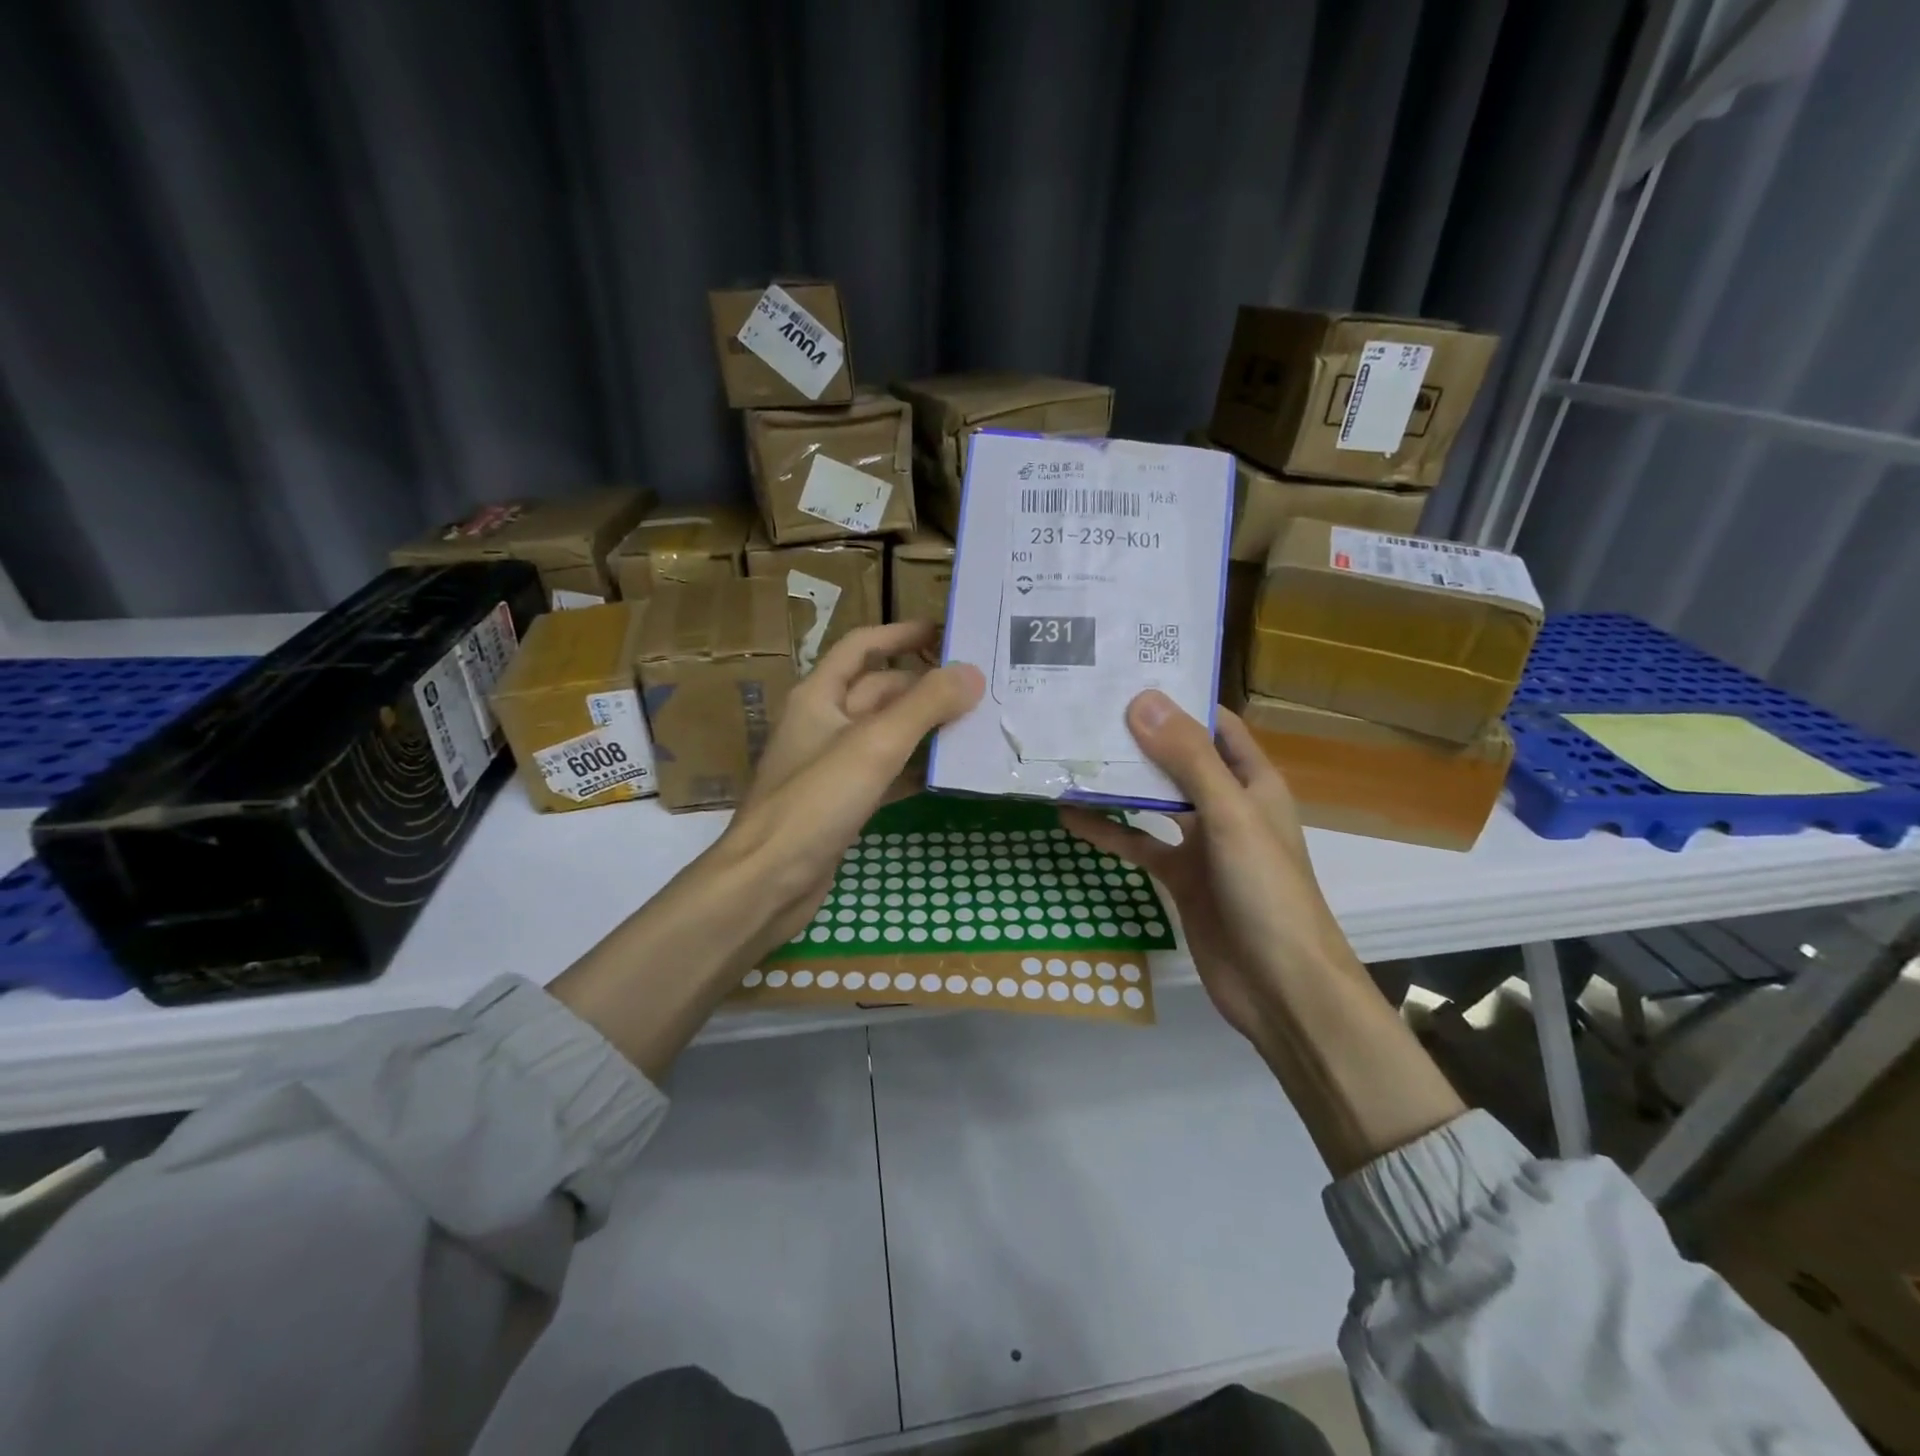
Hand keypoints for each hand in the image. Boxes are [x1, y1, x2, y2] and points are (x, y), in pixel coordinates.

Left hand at [728, 623, 983, 956]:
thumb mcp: (873, 745)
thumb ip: (924, 706)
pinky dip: (915, 767)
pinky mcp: (843, 802)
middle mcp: (823, 723)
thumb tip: (972, 672)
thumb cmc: (815, 803)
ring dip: (925, 727)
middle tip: (981, 687)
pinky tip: (950, 771)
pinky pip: (886, 772)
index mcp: (818, 696)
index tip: (948, 633)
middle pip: (880, 690)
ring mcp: (832, 765)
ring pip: (886, 733)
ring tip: (977, 723)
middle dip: (925, 685)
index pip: (863, 646)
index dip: (902, 633)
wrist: (768, 882)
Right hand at [1060, 692, 1361, 1051]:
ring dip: (1118, 783)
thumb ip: (1188, 759)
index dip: (1179, 699)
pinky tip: (1071, 818)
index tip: (1129, 675)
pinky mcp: (1179, 876)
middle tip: (1085, 708)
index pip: (1216, 725)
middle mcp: (1227, 805)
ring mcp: (1201, 842)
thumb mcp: (1229, 816)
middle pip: (1178, 758)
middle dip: (1138, 737)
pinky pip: (1138, 843)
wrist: (1279, 987)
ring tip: (1071, 755)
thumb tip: (1141, 700)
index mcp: (1253, 782)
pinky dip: (1108, 831)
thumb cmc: (1266, 891)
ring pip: (1154, 801)